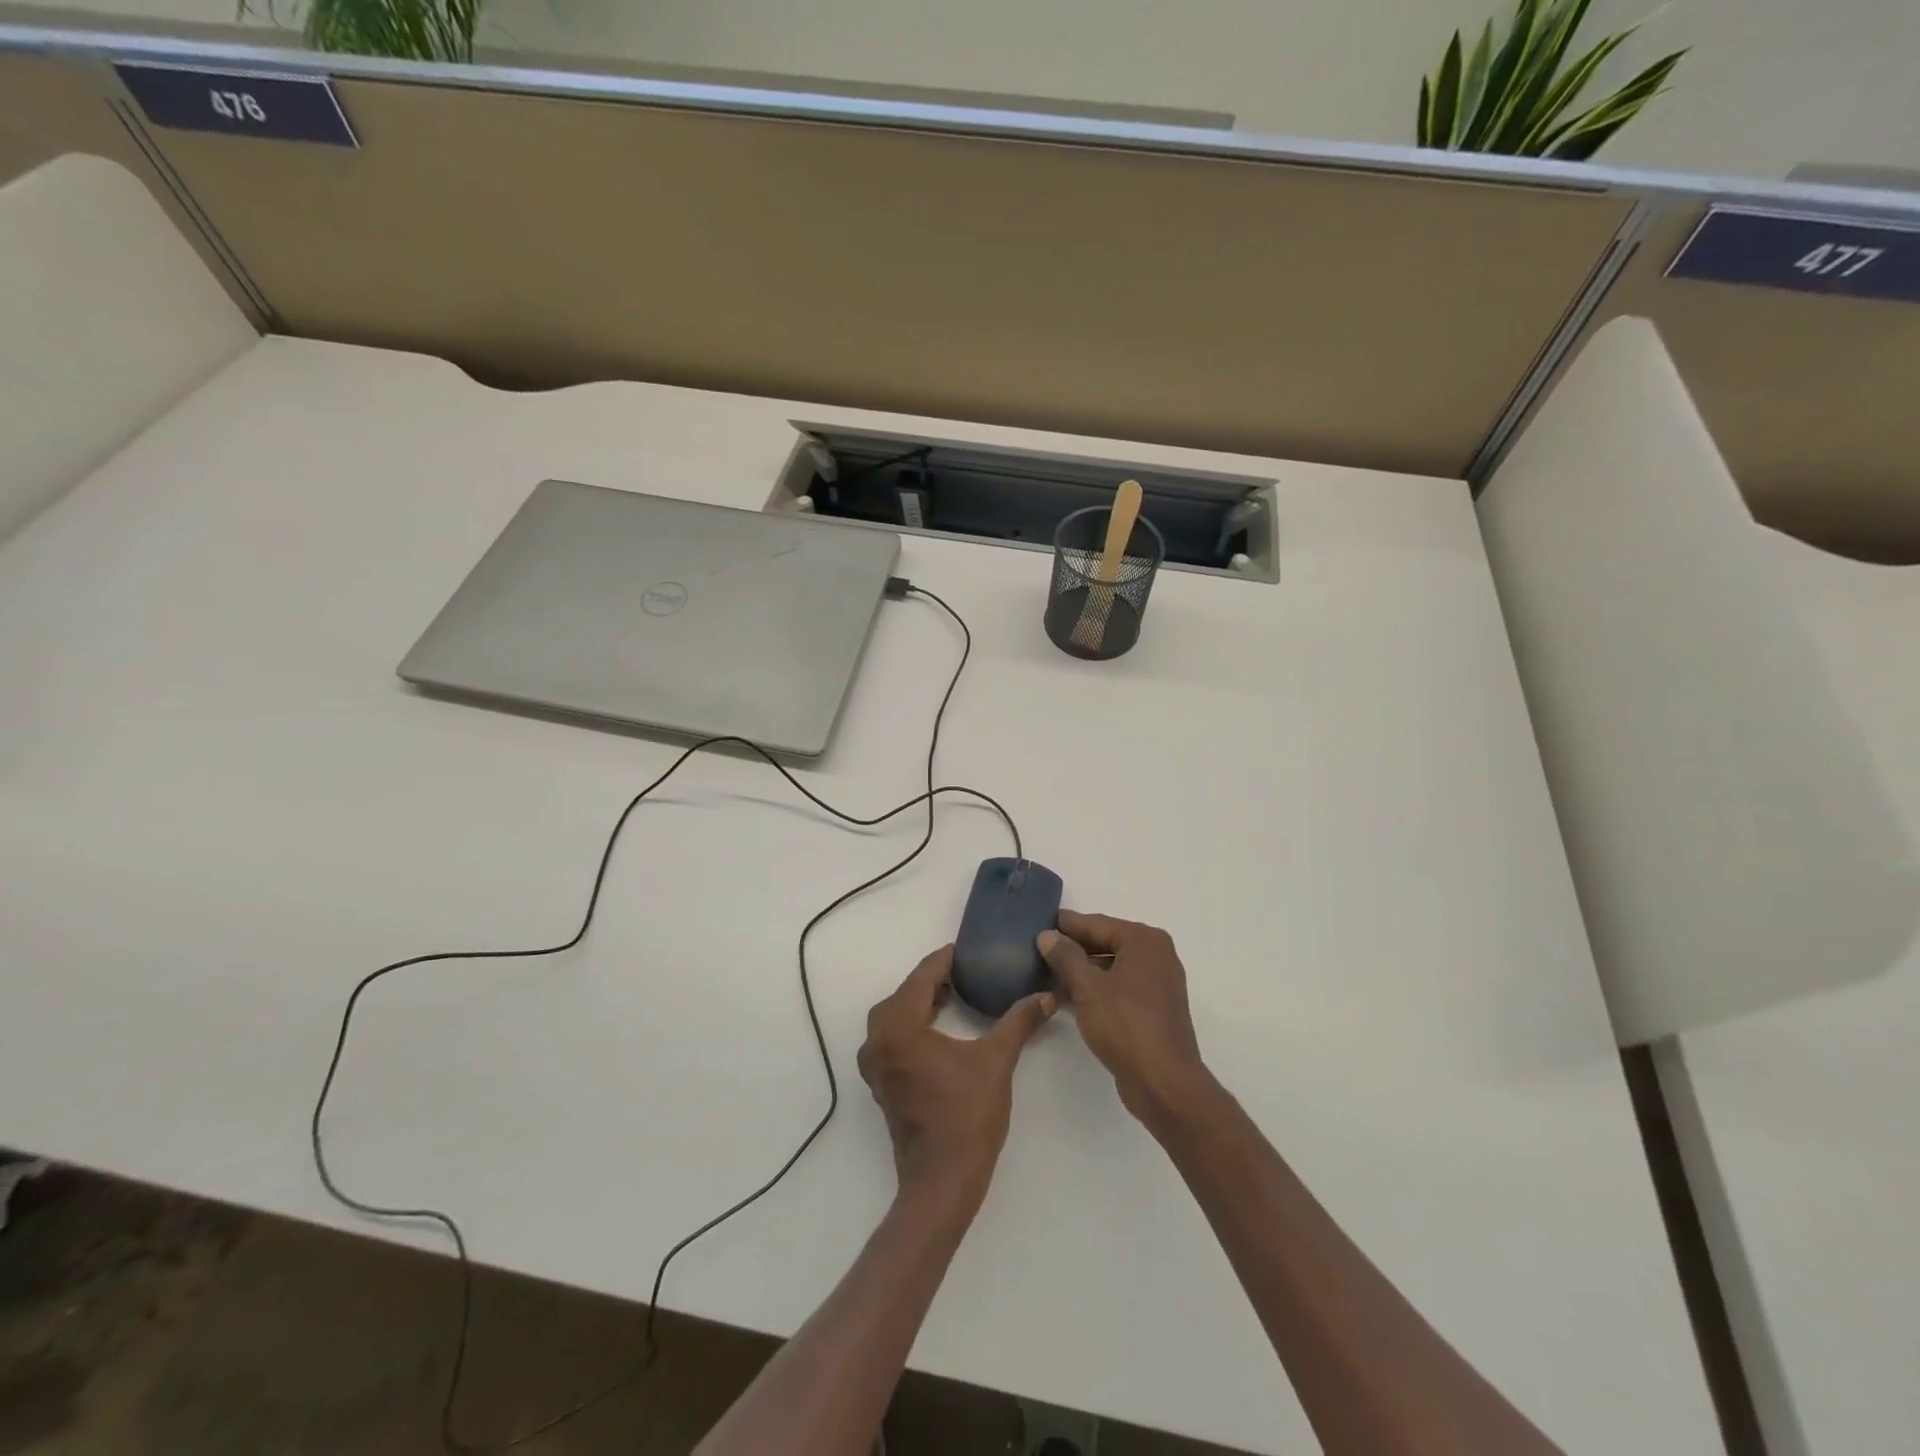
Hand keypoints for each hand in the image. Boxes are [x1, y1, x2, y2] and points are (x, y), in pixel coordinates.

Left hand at [857, 945, 1055, 1207]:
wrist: (942, 1180)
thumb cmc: (967, 1116)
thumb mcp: (996, 1062)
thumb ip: (1019, 1022)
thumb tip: (1048, 996)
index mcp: (899, 1028)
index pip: (921, 978)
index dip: (944, 960)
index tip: (966, 950)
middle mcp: (878, 1040)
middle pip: (903, 994)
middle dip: (931, 980)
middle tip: (964, 972)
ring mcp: (875, 1064)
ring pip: (893, 1016)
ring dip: (919, 1002)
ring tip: (953, 995)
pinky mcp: (881, 1082)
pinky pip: (891, 1037)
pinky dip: (910, 1024)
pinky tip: (937, 1028)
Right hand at [1038, 912, 1210, 1125]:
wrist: (1163, 1082)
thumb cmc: (1126, 1025)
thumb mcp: (1088, 987)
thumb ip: (1065, 956)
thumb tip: (1047, 935)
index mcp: (1145, 941)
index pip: (1097, 924)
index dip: (1066, 925)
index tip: (1039, 922)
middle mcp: (1156, 956)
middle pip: (1105, 943)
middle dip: (1072, 949)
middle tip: (1038, 949)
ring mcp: (1157, 984)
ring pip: (1111, 968)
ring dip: (1081, 972)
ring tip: (1045, 974)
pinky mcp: (1153, 1009)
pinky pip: (1118, 988)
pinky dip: (1095, 990)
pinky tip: (1066, 997)